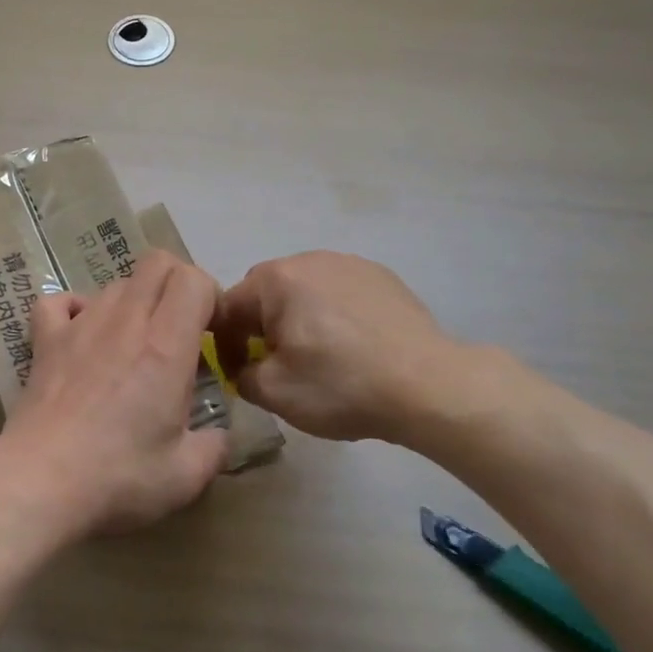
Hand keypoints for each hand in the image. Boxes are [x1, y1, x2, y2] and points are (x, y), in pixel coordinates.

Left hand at [0, 249, 230, 543]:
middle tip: (181, 329)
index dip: (210, 296)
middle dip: (178, 284)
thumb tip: (219, 435)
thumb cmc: (117, 477)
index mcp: (166, 346)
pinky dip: (77, 309)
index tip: (212, 333)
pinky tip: (84, 335)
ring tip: (135, 343)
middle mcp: (125, 321)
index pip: (193, 280)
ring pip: (116, 283)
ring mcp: (80, 325)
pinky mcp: (45, 340)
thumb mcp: (186, 476)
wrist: (38, 482)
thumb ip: (215, 447)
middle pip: (157, 263)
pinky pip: (60, 301)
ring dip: (135, 301)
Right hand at [213, 251, 496, 444]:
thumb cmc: (341, 385)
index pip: (228, 307)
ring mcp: (350, 263)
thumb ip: (242, 376)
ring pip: (304, 290)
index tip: (238, 374)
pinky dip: (333, 314)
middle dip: (261, 326)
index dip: (223, 344)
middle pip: (266, 292)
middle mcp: (309, 259)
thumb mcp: (274, 392)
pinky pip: (339, 291)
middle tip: (276, 362)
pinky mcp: (382, 276)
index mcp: (276, 280)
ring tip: (317, 354)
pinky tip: (351, 345)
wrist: (428, 386)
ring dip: (298, 317)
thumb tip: (245, 369)